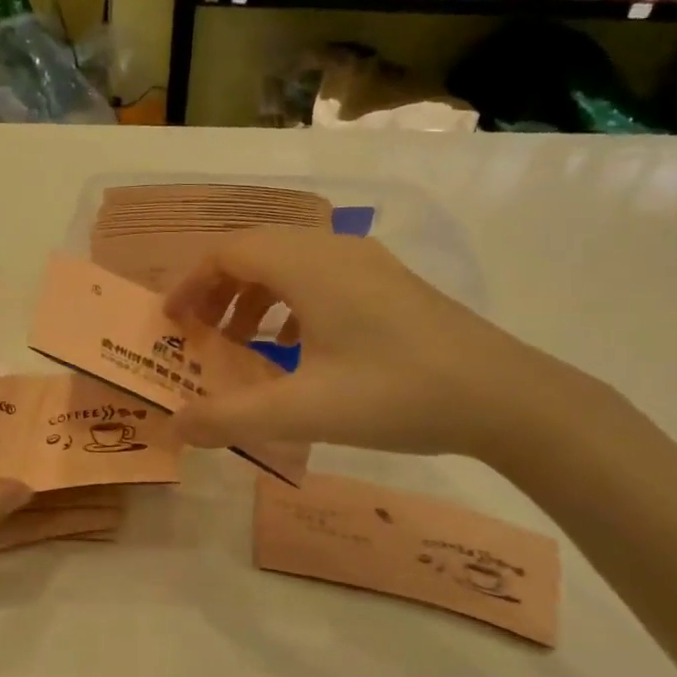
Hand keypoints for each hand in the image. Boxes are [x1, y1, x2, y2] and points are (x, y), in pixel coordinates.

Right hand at [164, 228, 561, 459]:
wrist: (505, 397)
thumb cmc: (395, 395)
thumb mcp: (303, 412)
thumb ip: (230, 418)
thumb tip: (176, 425)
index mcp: (308, 266)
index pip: (228, 252)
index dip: (191, 283)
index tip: (171, 321)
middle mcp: (334, 250)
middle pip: (256, 250)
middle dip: (218, 288)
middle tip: (198, 332)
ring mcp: (368, 264)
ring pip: (290, 262)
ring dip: (254, 295)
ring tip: (241, 342)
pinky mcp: (389, 284)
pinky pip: (320, 277)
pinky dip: (289, 302)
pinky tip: (294, 346)